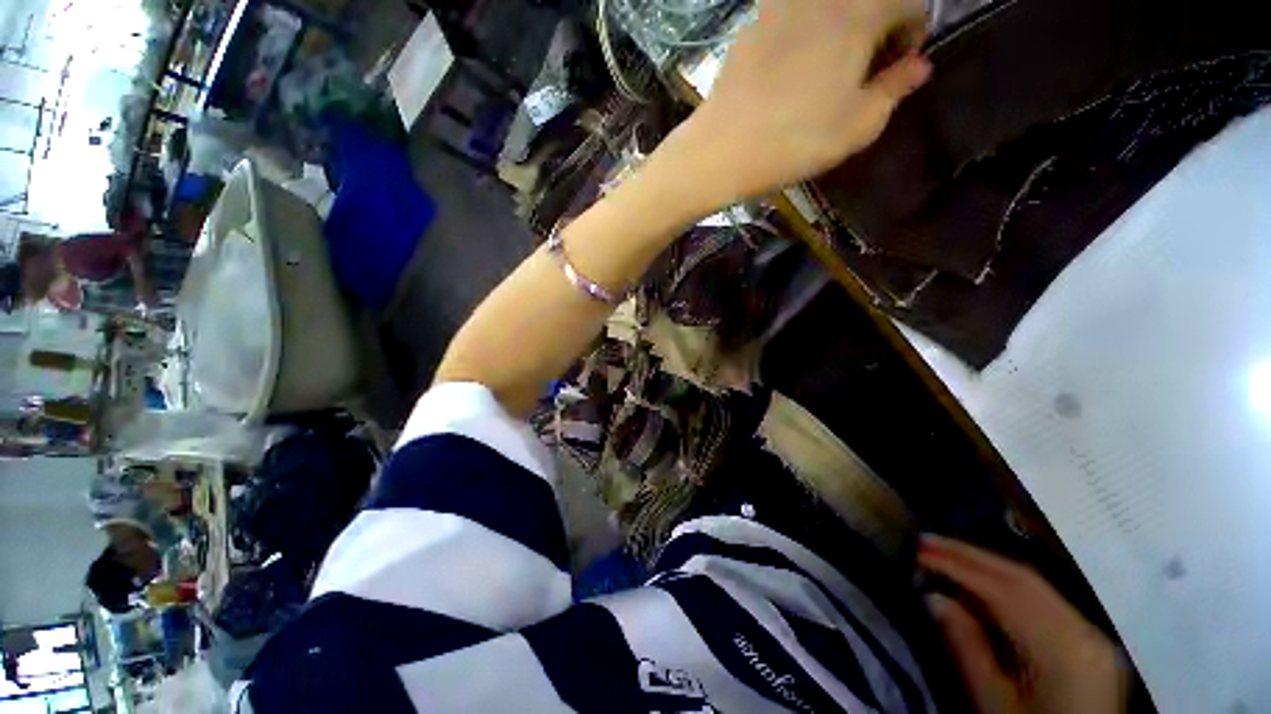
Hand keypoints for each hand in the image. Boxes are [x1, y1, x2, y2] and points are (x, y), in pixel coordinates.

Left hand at [678, 0, 930, 203]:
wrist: (721, 150)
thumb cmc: (795, 141)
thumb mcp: (859, 125)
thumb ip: (896, 88)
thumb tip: (917, 66)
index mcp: (861, 11)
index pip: (911, 1)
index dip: (913, 33)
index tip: (897, 68)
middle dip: (877, 27)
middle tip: (863, 69)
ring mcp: (782, 4)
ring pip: (829, 7)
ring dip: (841, 27)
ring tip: (827, 70)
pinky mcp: (753, 22)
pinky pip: (793, 16)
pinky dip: (806, 32)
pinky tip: (792, 69)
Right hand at [919, 535, 1127, 713]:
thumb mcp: (993, 702)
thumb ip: (967, 647)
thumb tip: (933, 597)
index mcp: (1062, 649)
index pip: (1005, 593)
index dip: (959, 567)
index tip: (920, 550)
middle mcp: (1084, 630)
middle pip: (1024, 579)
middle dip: (972, 556)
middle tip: (928, 541)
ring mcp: (1092, 634)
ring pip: (1037, 586)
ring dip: (989, 566)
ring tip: (947, 553)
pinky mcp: (1091, 641)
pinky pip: (1047, 601)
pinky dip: (1010, 585)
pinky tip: (984, 582)